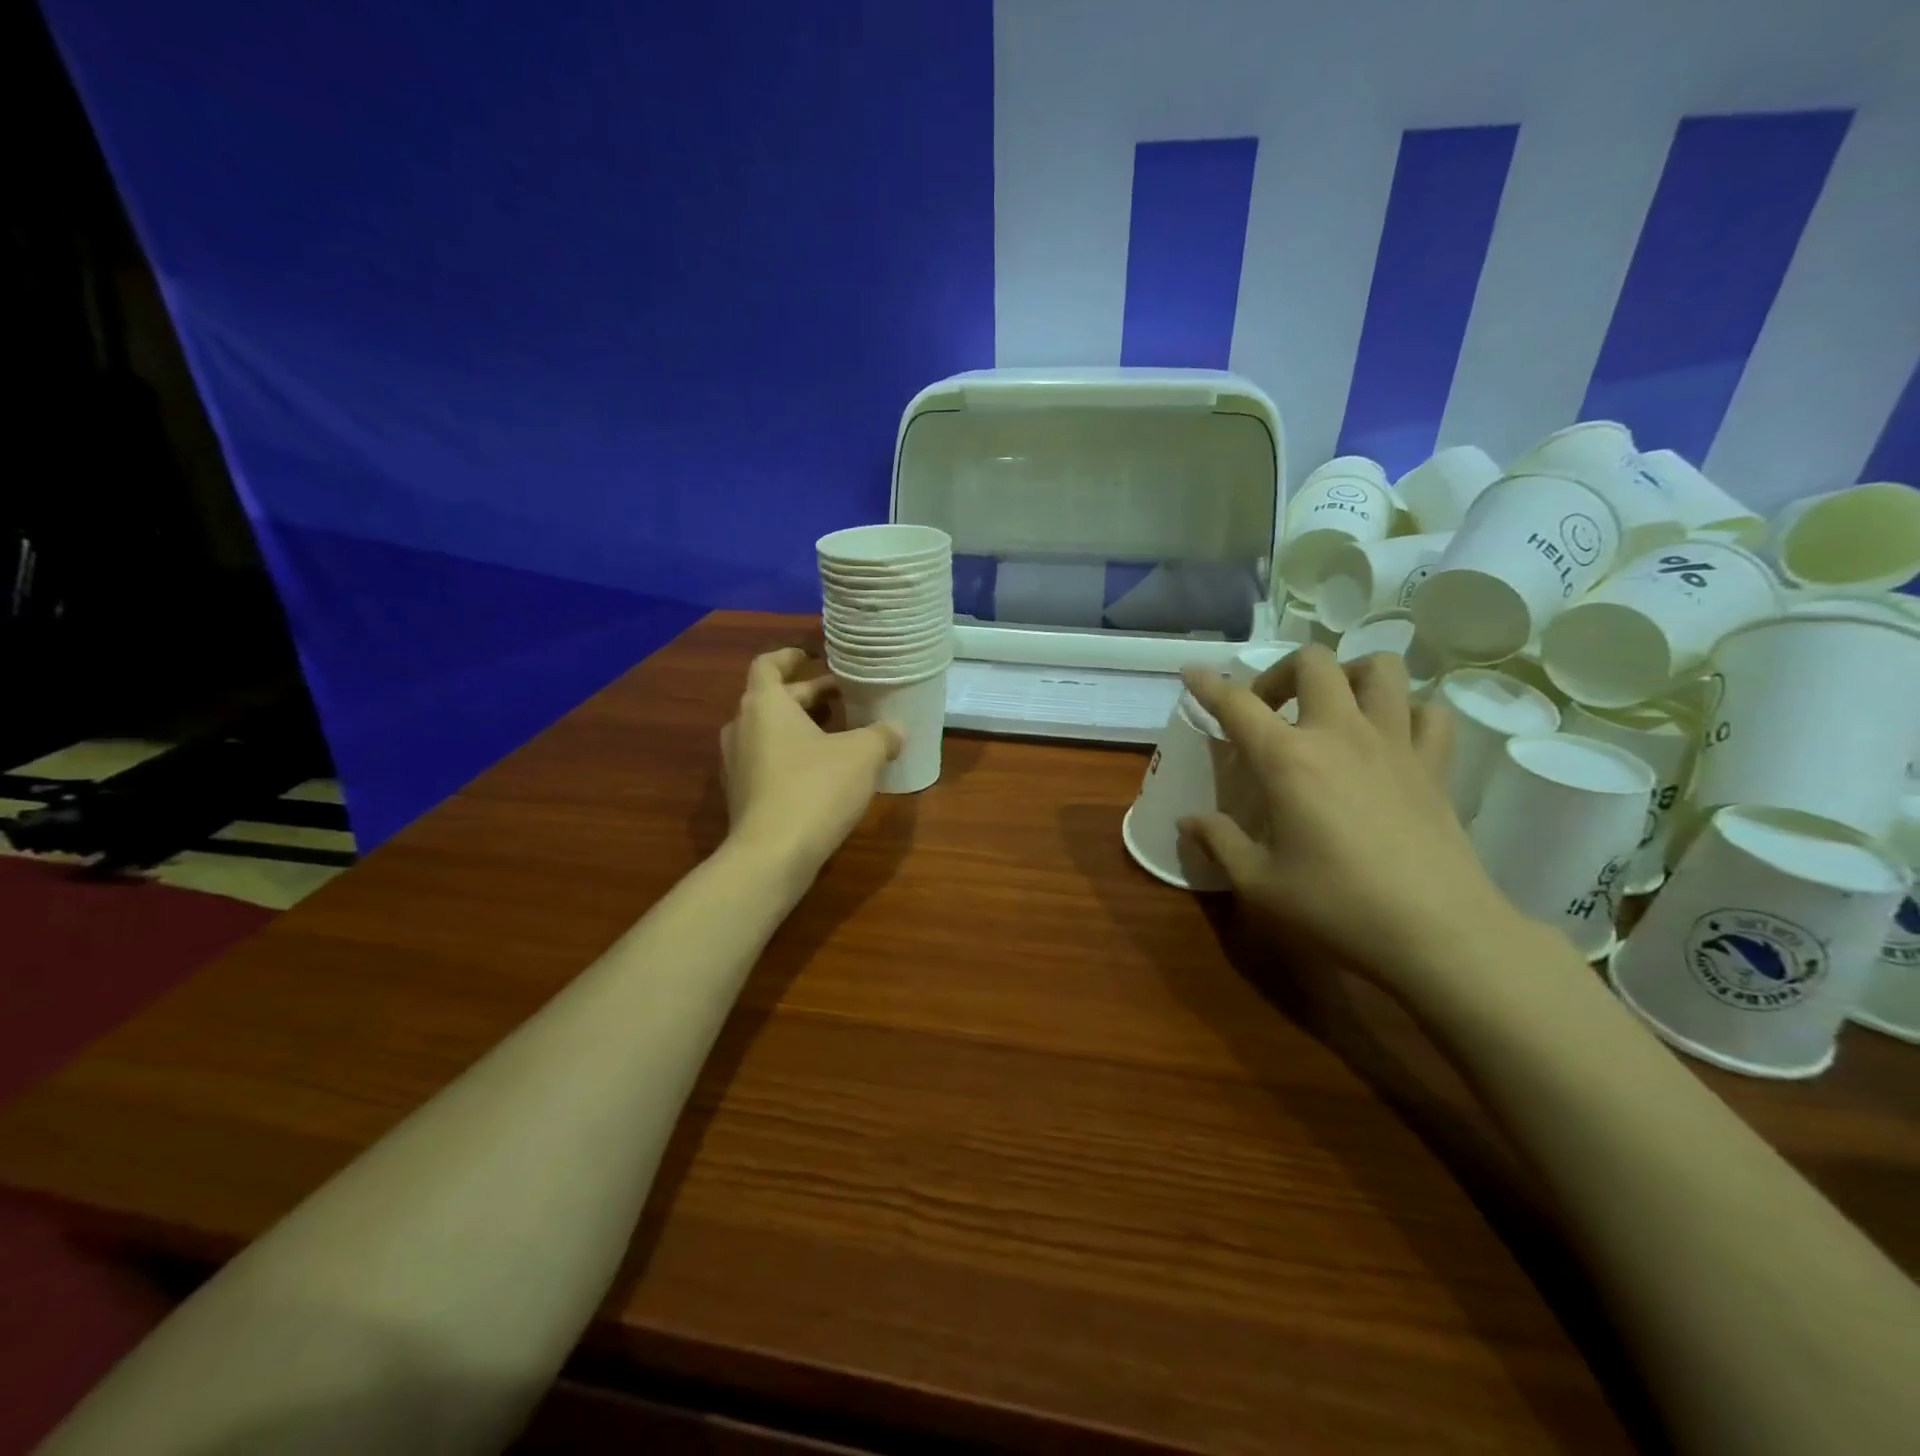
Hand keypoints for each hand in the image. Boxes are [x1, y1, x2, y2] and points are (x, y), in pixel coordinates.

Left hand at [721, 647, 902, 885]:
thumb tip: (896, 729)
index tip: (814, 656)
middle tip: (845, 697)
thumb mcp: (862, 755)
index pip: (768, 664)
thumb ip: (881, 735)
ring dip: (802, 727)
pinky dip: (794, 756)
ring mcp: (737, 764)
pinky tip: (825, 773)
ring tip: (840, 734)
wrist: (771, 856)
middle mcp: (742, 728)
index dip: (791, 656)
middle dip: (810, 695)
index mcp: (765, 705)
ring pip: (771, 732)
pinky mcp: (742, 796)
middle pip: (774, 699)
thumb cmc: (815, 789)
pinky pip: (769, 762)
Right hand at [1178, 646, 1546, 997]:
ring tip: (1331, 708)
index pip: (1237, 704)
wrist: (1438, 933)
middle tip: (1269, 709)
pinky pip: (1428, 711)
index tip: (1193, 673)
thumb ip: (1219, 842)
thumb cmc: (1337, 906)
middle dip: (1281, 672)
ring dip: (1348, 675)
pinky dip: (1406, 711)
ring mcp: (1394, 743)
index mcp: (1287, 759)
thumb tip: (1188, 822)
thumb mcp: (1259, 882)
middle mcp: (1339, 734)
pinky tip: (1390, 736)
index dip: (1209, 684)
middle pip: (1313, 663)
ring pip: (1379, 668)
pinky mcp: (1435, 765)